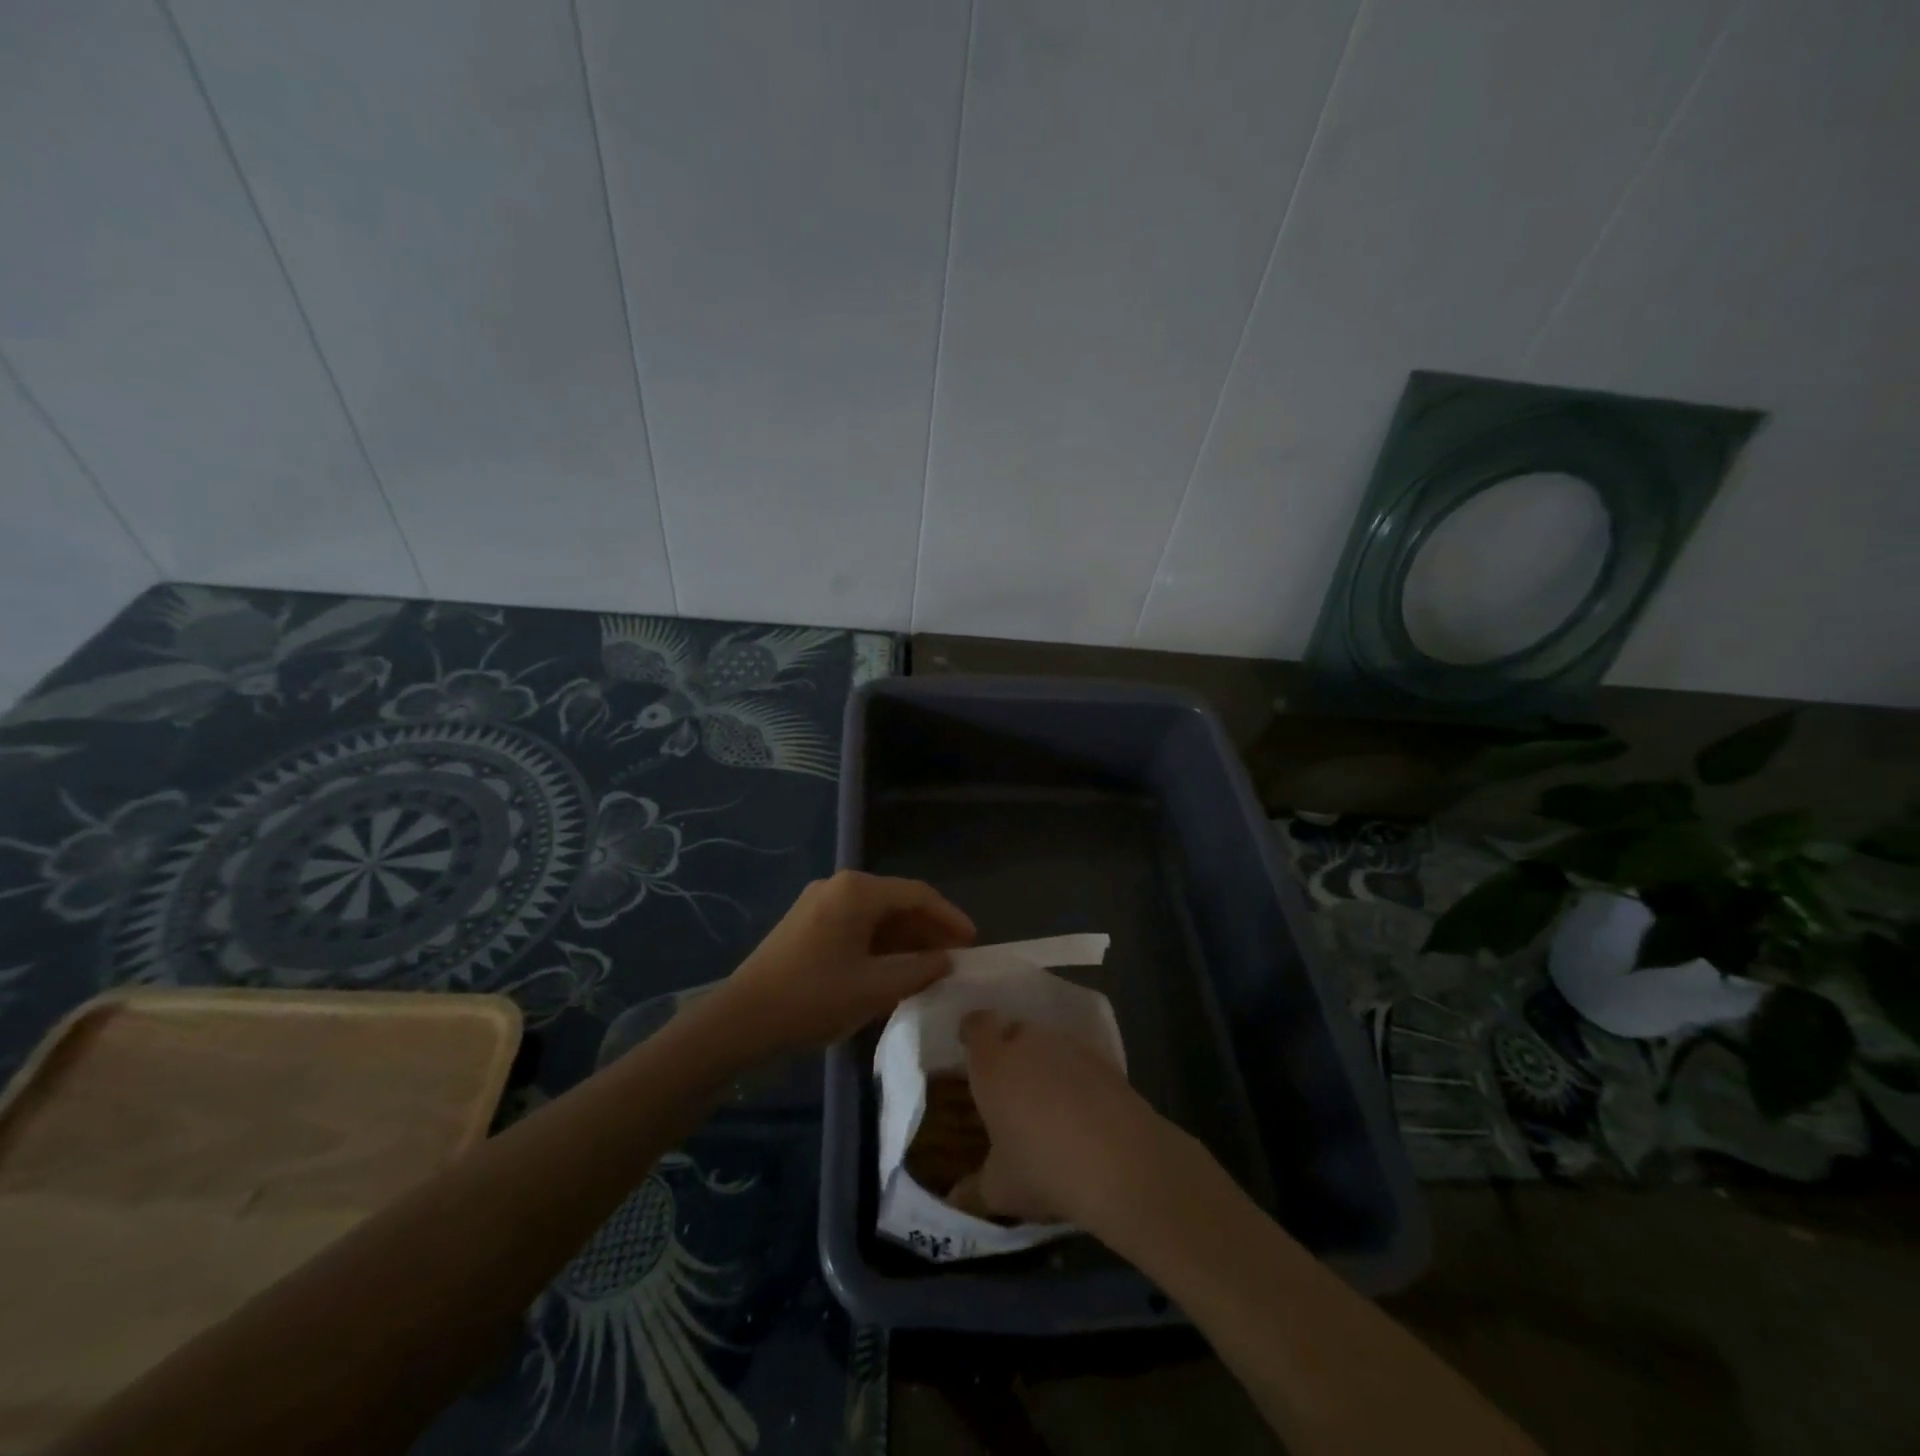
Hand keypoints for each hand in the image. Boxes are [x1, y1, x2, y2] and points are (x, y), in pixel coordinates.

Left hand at [706, 871, 974, 1059]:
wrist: (739, 1022)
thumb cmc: (812, 999)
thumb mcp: (873, 988)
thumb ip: (918, 971)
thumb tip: (947, 961)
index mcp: (856, 891)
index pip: (916, 895)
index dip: (949, 917)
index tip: (973, 943)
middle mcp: (838, 888)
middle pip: (896, 903)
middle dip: (927, 931)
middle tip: (954, 960)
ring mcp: (818, 905)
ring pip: (875, 917)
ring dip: (904, 941)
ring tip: (930, 970)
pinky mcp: (806, 926)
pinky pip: (855, 928)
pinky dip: (879, 947)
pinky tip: (893, 973)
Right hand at [950, 1010, 1204, 1231]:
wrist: (1122, 1162)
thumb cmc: (1044, 1169)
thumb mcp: (1000, 1189)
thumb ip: (973, 1190)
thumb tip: (954, 1200)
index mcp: (993, 1063)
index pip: (976, 1025)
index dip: (972, 1031)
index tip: (969, 1045)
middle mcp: (1028, 1043)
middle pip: (1014, 1030)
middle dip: (1009, 1049)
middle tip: (1008, 1084)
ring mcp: (1070, 1046)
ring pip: (1049, 1042)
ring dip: (1044, 1061)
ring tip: (1047, 1099)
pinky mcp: (1105, 1059)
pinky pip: (1080, 1058)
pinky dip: (1076, 1074)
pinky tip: (1082, 1109)